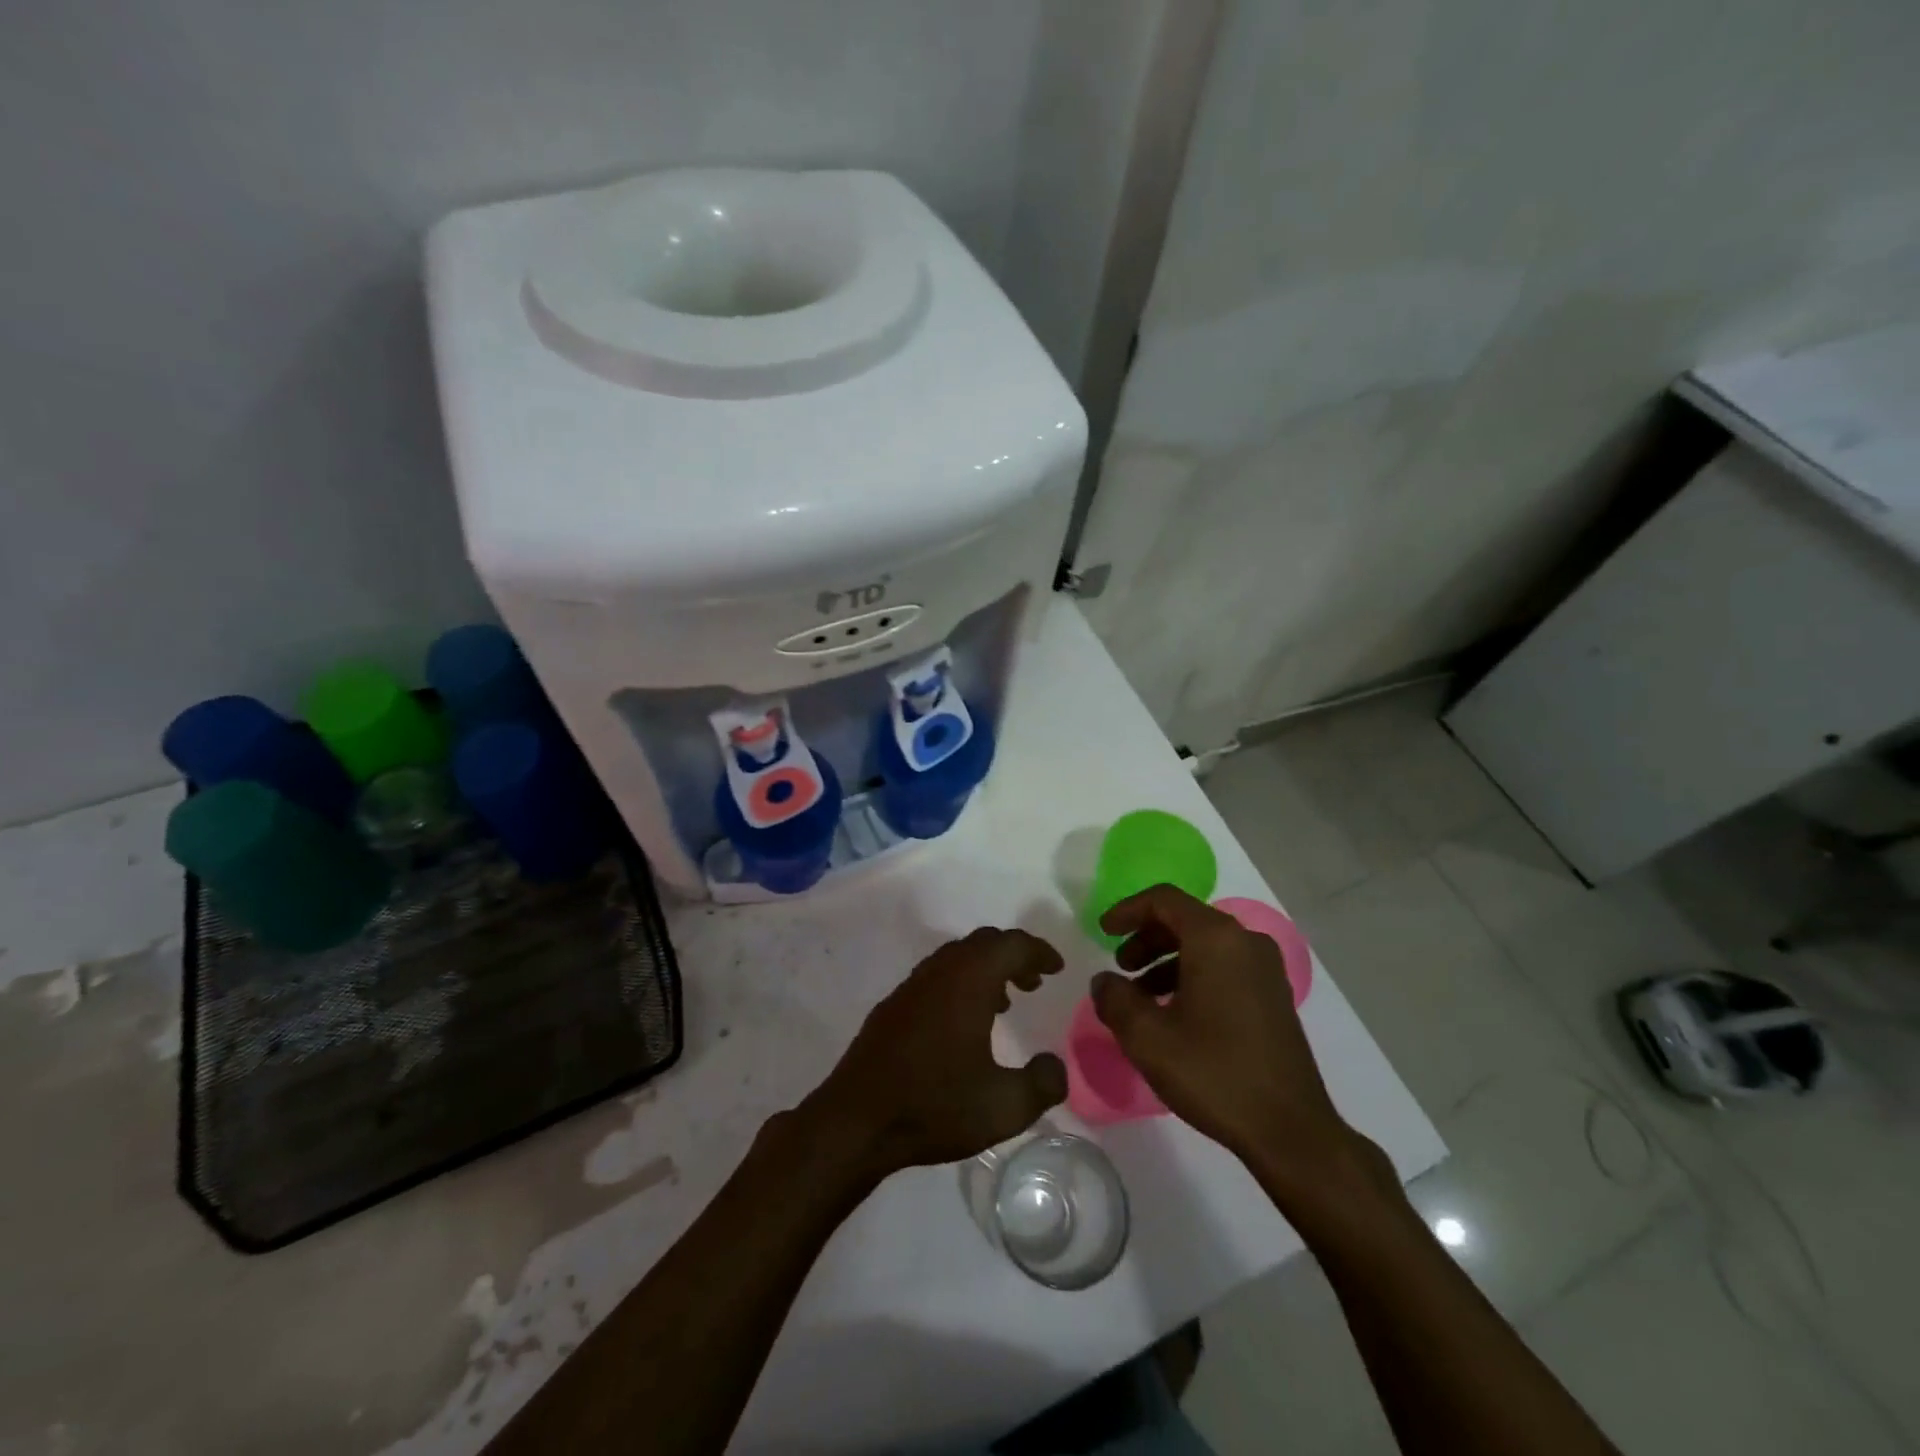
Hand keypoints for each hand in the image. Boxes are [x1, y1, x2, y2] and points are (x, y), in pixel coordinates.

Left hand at [803, 927, 1068, 1177]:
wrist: (857, 1120)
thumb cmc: (934, 1106)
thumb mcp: (1004, 1106)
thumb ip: (1042, 1084)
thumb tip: (1055, 1066)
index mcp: (969, 981)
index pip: (1011, 945)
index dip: (1038, 951)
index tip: (1057, 968)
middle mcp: (939, 972)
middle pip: (983, 943)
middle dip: (1012, 955)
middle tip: (1033, 981)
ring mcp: (911, 986)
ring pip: (956, 958)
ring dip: (985, 969)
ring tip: (1004, 1002)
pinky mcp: (893, 1006)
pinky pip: (936, 976)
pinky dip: (960, 983)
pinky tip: (963, 1023)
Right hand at [1091, 885, 1379, 1201]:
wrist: (1291, 1131)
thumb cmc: (1214, 1073)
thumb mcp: (1147, 1038)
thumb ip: (1115, 999)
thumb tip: (1104, 981)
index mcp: (1216, 939)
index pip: (1164, 900)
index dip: (1127, 910)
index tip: (1101, 931)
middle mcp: (1245, 943)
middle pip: (1185, 919)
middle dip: (1146, 938)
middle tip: (1120, 968)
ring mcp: (1266, 970)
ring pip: (1205, 945)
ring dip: (1167, 960)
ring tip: (1141, 998)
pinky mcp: (1274, 997)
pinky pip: (1224, 967)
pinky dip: (1192, 976)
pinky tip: (1175, 1015)